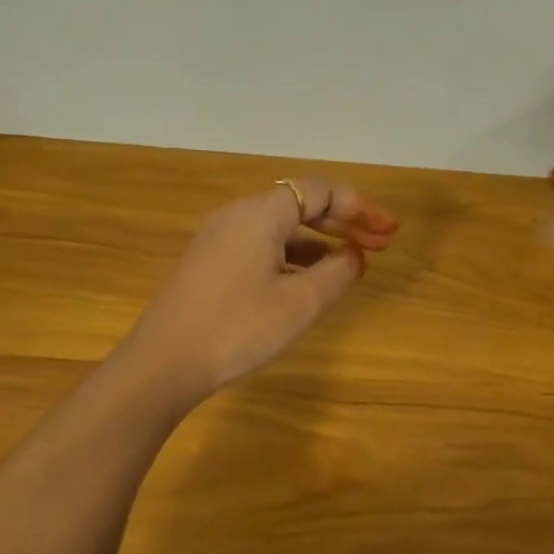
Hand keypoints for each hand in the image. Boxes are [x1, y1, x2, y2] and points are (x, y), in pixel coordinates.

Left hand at [124, 178, 398, 403]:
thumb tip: (354, 256)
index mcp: (261, 213)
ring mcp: (219, 239)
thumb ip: (338, 273)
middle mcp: (237, 215)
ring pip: (281, 227)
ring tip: (351, 263)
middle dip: (344, 222)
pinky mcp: (210, 263)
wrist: (164, 363)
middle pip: (301, 204)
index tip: (389, 231)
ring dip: (320, 240)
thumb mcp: (300, 303)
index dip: (360, 207)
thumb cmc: (238, 328)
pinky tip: (308, 280)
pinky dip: (293, 256)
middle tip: (381, 243)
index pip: (320, 191)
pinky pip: (262, 245)